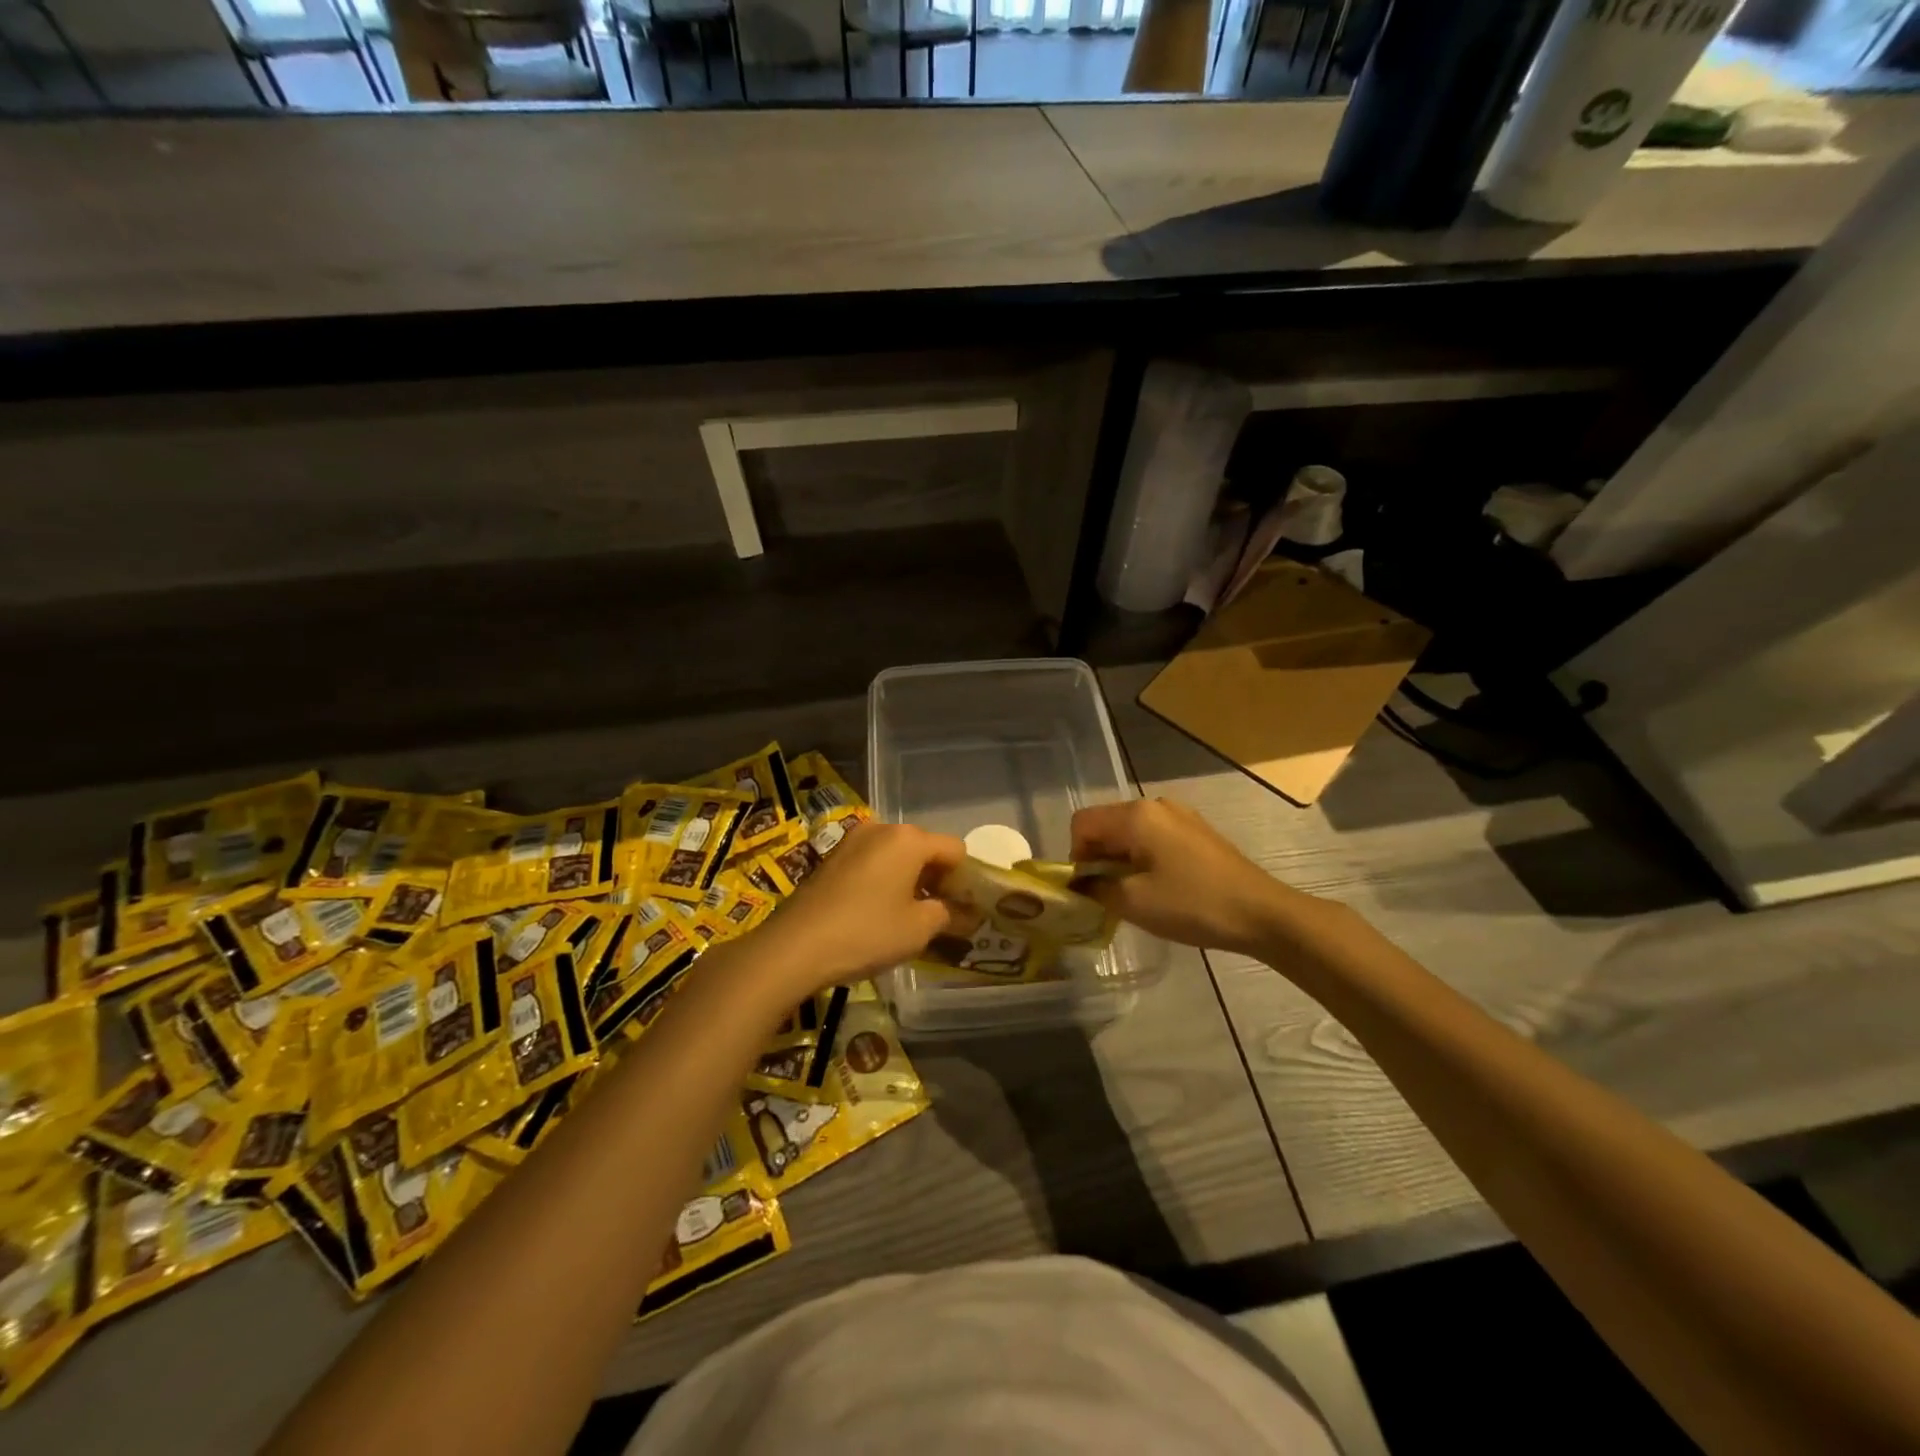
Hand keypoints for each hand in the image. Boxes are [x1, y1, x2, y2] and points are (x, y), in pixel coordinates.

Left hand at [759, 821, 965, 994]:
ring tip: (908, 917)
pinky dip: (885, 881)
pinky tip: (878, 912)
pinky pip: (873, 862)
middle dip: (937, 879)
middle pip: (925, 848)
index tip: (963, 910)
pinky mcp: (833, 857)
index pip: (955, 850)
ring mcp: (854, 840)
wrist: (794, 946)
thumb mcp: (918, 929)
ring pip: (897, 855)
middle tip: (939, 916)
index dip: (965, 879)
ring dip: (910, 880)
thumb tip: (967, 913)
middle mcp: (883, 829)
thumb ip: (949, 914)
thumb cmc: (867, 932)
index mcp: (909, 839)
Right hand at [1070, 798, 1317, 957]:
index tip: (1088, 888)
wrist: (1262, 913)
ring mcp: (1179, 816)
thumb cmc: (1193, 904)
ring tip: (1134, 894)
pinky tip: (1160, 887)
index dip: (1075, 855)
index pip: (1082, 823)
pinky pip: (1153, 837)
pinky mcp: (1196, 831)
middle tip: (1107, 895)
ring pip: (1130, 832)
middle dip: (1098, 858)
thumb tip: (1078, 882)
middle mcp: (1155, 806)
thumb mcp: (1134, 902)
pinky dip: (1143, 858)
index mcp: (1136, 816)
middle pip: (1106, 824)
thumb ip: (1096, 887)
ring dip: (1121, 860)